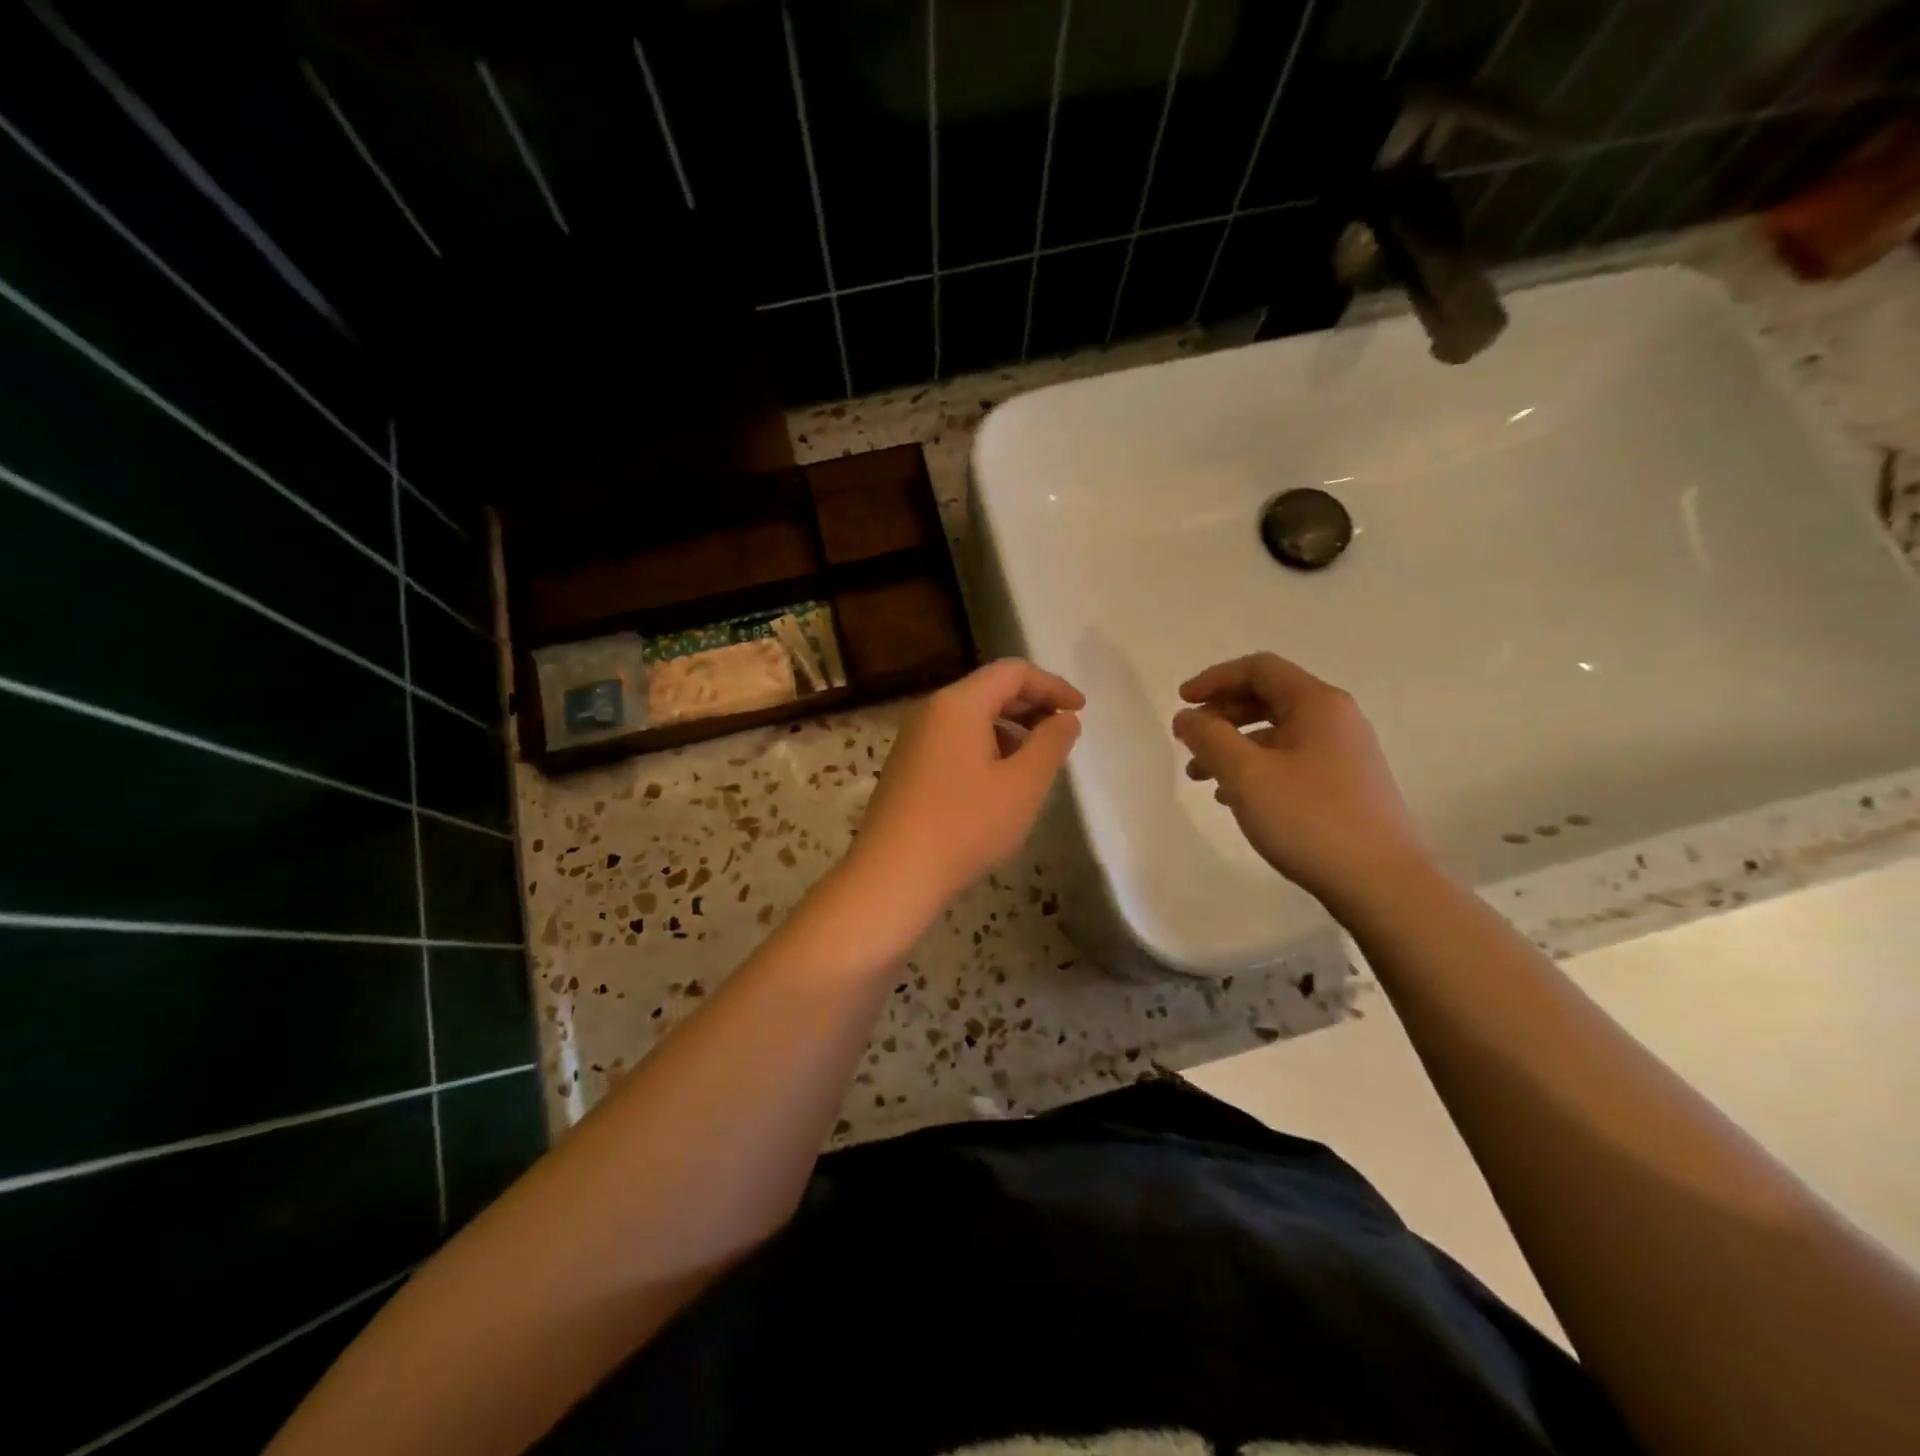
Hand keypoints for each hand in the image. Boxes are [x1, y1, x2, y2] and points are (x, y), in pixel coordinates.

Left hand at [848, 658, 1083, 923]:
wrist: (893, 874)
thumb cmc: (965, 826)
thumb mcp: (1023, 785)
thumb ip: (1051, 744)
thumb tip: (1065, 718)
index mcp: (958, 704)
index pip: (1012, 672)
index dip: (1052, 685)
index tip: (1080, 710)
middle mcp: (931, 711)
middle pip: (989, 690)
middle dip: (1031, 705)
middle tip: (1063, 733)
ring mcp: (913, 739)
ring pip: (971, 717)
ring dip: (1009, 728)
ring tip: (1035, 762)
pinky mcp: (906, 766)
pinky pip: (953, 740)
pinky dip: (985, 747)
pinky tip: (999, 782)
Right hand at [1172, 653, 1427, 904]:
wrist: (1381, 883)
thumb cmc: (1309, 818)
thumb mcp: (1246, 774)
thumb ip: (1209, 737)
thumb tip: (1187, 716)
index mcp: (1317, 704)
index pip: (1259, 669)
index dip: (1214, 679)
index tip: (1182, 702)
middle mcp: (1336, 719)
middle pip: (1268, 697)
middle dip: (1221, 714)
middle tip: (1189, 740)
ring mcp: (1345, 754)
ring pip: (1277, 733)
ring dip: (1234, 745)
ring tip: (1201, 776)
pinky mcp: (1346, 786)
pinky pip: (1291, 760)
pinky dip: (1257, 768)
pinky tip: (1235, 798)